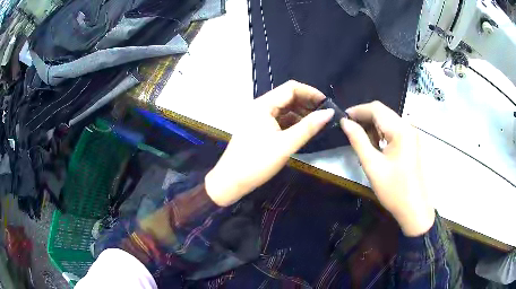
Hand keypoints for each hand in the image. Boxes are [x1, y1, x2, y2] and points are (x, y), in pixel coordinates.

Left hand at [205, 81, 333, 206]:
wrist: (230, 182)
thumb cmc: (256, 162)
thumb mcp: (286, 144)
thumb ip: (309, 127)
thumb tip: (329, 112)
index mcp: (263, 105)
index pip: (291, 88)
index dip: (311, 93)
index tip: (327, 104)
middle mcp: (259, 107)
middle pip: (287, 97)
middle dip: (307, 103)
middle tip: (325, 115)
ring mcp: (257, 118)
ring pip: (283, 109)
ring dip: (300, 114)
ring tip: (317, 123)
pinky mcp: (257, 129)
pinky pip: (278, 120)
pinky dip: (291, 123)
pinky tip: (303, 130)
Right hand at [340, 101, 434, 236]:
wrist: (414, 209)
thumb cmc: (394, 189)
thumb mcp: (372, 165)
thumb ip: (358, 140)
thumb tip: (345, 122)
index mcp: (400, 130)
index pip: (376, 109)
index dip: (358, 110)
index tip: (343, 118)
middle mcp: (408, 126)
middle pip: (383, 112)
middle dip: (365, 118)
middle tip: (349, 130)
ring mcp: (412, 134)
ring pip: (389, 120)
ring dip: (373, 126)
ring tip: (361, 140)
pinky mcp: (413, 143)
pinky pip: (395, 130)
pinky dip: (382, 133)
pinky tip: (375, 146)